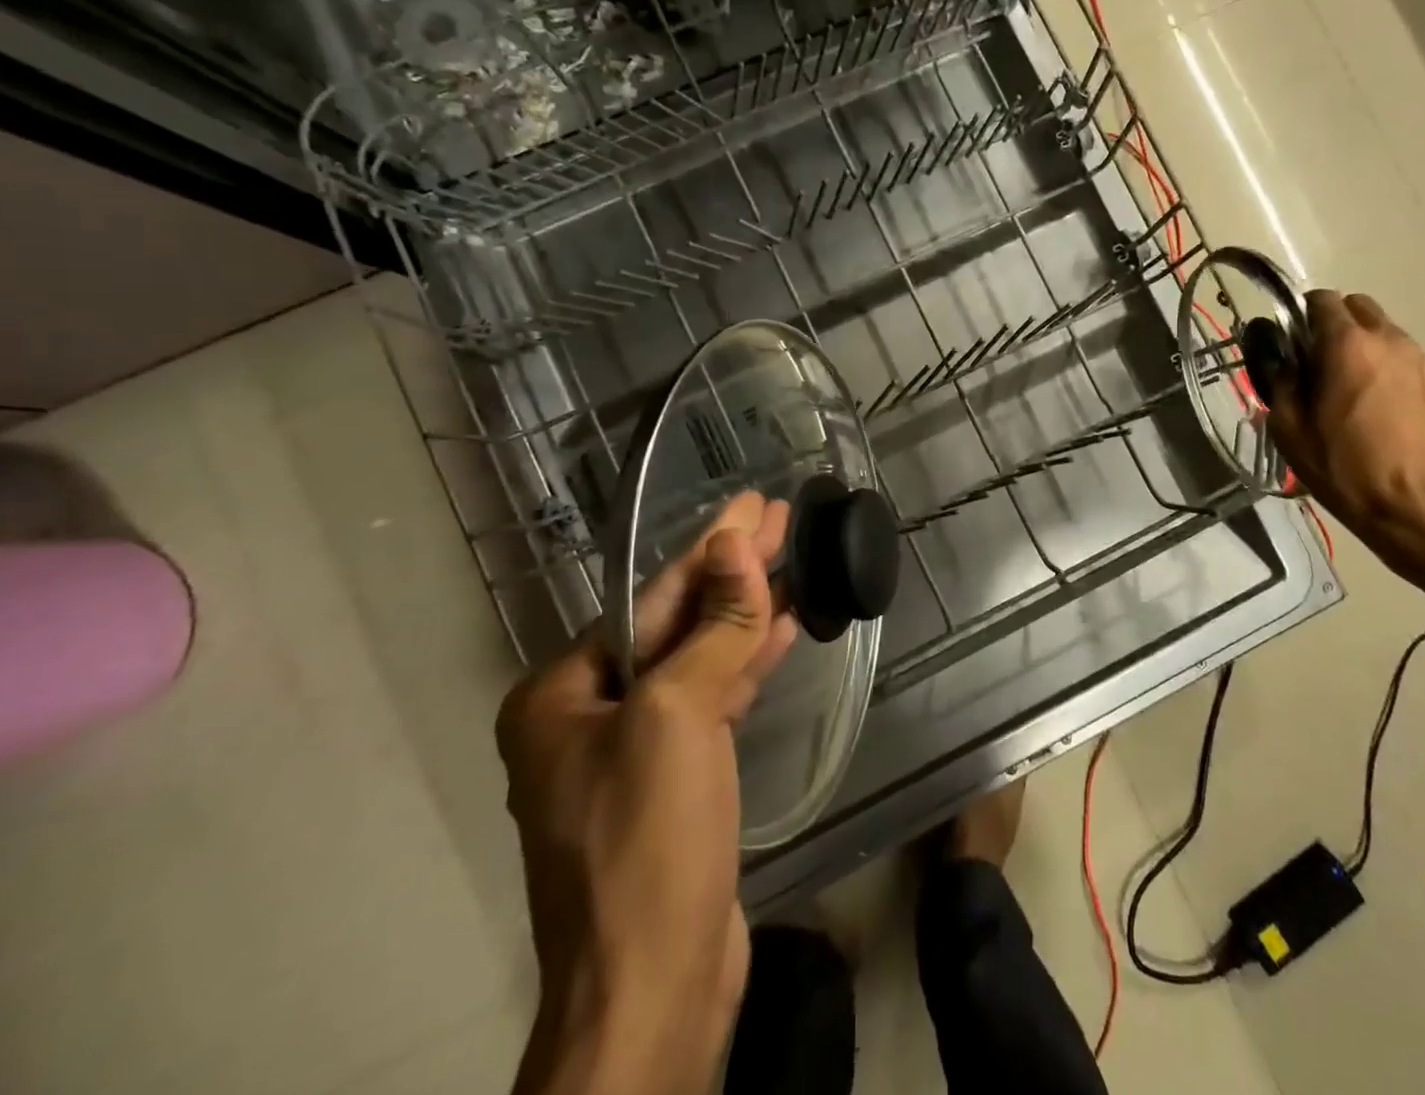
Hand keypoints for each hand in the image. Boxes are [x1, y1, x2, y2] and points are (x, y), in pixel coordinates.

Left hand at [496, 492, 796, 1094]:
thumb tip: (736, 545)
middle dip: (731, 570)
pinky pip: (714, 699)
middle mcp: (589, 715)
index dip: (711, 547)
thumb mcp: (679, 716)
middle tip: (779, 517)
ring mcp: (634, 750)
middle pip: (675, 622)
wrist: (655, 991)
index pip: (650, 598)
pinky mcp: (676, 780)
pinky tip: (784, 629)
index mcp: (562, 695)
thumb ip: (713, 626)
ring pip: (699, 659)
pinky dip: (748, 663)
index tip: (754, 504)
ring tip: (792, 561)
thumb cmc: (648, 841)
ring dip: (746, 612)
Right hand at [1264, 291, 1424, 563]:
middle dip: (1335, 322)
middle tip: (1318, 359)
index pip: (1322, 300)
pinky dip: (1386, 367)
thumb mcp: (1290, 430)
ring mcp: (1421, 360)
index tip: (1291, 340)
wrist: (1419, 507)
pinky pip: (1404, 358)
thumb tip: (1281, 359)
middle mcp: (1388, 340)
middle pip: (1358, 306)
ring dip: (1362, 345)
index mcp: (1347, 345)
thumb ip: (1281, 383)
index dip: (1301, 314)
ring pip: (1384, 331)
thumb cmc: (1345, 468)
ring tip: (1348, 387)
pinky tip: (1377, 406)